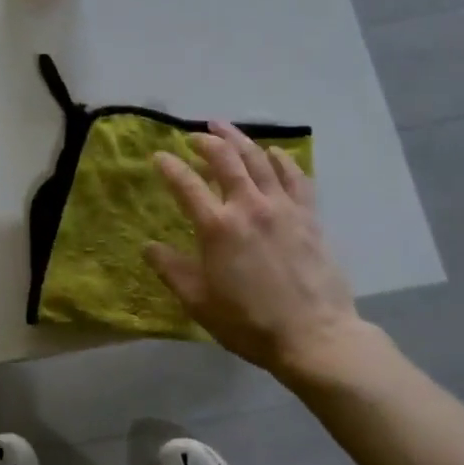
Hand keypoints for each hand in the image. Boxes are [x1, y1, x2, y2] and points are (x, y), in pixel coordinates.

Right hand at [146, 123, 359, 378]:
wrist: (314, 337)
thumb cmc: (249, 323)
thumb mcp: (199, 302)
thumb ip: (172, 270)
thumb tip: (148, 247)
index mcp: (217, 227)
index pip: (185, 184)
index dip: (169, 166)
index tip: (158, 156)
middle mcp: (249, 206)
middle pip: (225, 159)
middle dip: (206, 141)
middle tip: (194, 136)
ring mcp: (283, 207)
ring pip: (259, 159)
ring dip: (239, 139)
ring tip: (225, 128)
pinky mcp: (309, 216)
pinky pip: (295, 176)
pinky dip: (282, 159)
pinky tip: (275, 152)